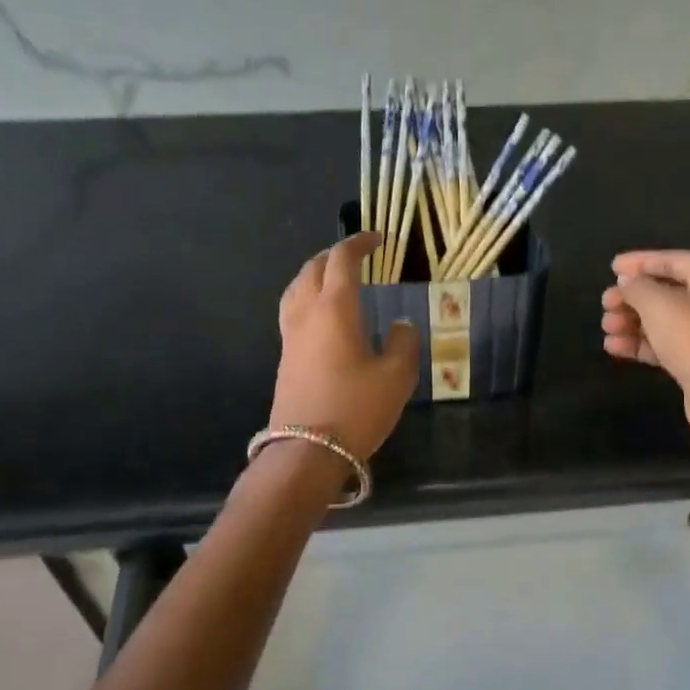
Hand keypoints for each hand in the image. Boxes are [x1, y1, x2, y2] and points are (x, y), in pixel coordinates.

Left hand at [271, 232, 420, 460]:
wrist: (307, 451)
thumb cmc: (357, 408)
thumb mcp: (397, 376)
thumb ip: (404, 342)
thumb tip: (400, 325)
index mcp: (335, 308)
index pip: (342, 260)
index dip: (360, 244)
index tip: (378, 239)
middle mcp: (307, 313)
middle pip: (313, 268)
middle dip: (335, 255)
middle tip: (357, 256)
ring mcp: (290, 336)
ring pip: (296, 288)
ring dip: (316, 274)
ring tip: (335, 279)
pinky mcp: (285, 358)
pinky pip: (293, 311)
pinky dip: (308, 298)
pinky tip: (324, 316)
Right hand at [601, 250, 689, 436]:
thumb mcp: (658, 304)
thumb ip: (637, 287)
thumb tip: (628, 283)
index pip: (671, 260)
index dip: (639, 263)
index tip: (611, 267)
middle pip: (666, 291)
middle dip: (631, 298)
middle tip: (605, 304)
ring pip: (663, 319)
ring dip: (631, 322)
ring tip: (606, 328)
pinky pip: (666, 342)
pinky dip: (641, 342)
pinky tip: (614, 346)